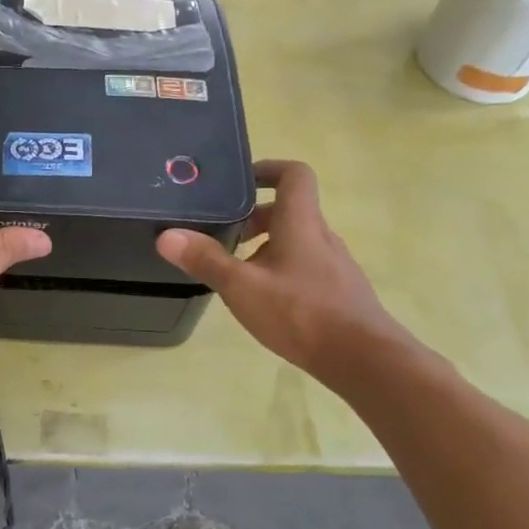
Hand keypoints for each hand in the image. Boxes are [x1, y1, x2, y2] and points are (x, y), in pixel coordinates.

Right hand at [156, 159, 413, 386]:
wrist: (363, 359)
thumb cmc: (301, 313)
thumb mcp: (242, 287)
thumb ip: (205, 260)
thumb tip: (166, 236)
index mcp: (300, 223)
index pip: (293, 175)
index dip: (267, 169)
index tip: (238, 182)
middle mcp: (321, 236)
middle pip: (289, 210)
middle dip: (253, 217)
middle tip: (222, 233)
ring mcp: (334, 264)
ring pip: (296, 240)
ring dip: (266, 245)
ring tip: (236, 270)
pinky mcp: (338, 290)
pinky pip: (305, 265)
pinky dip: (280, 269)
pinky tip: (264, 299)